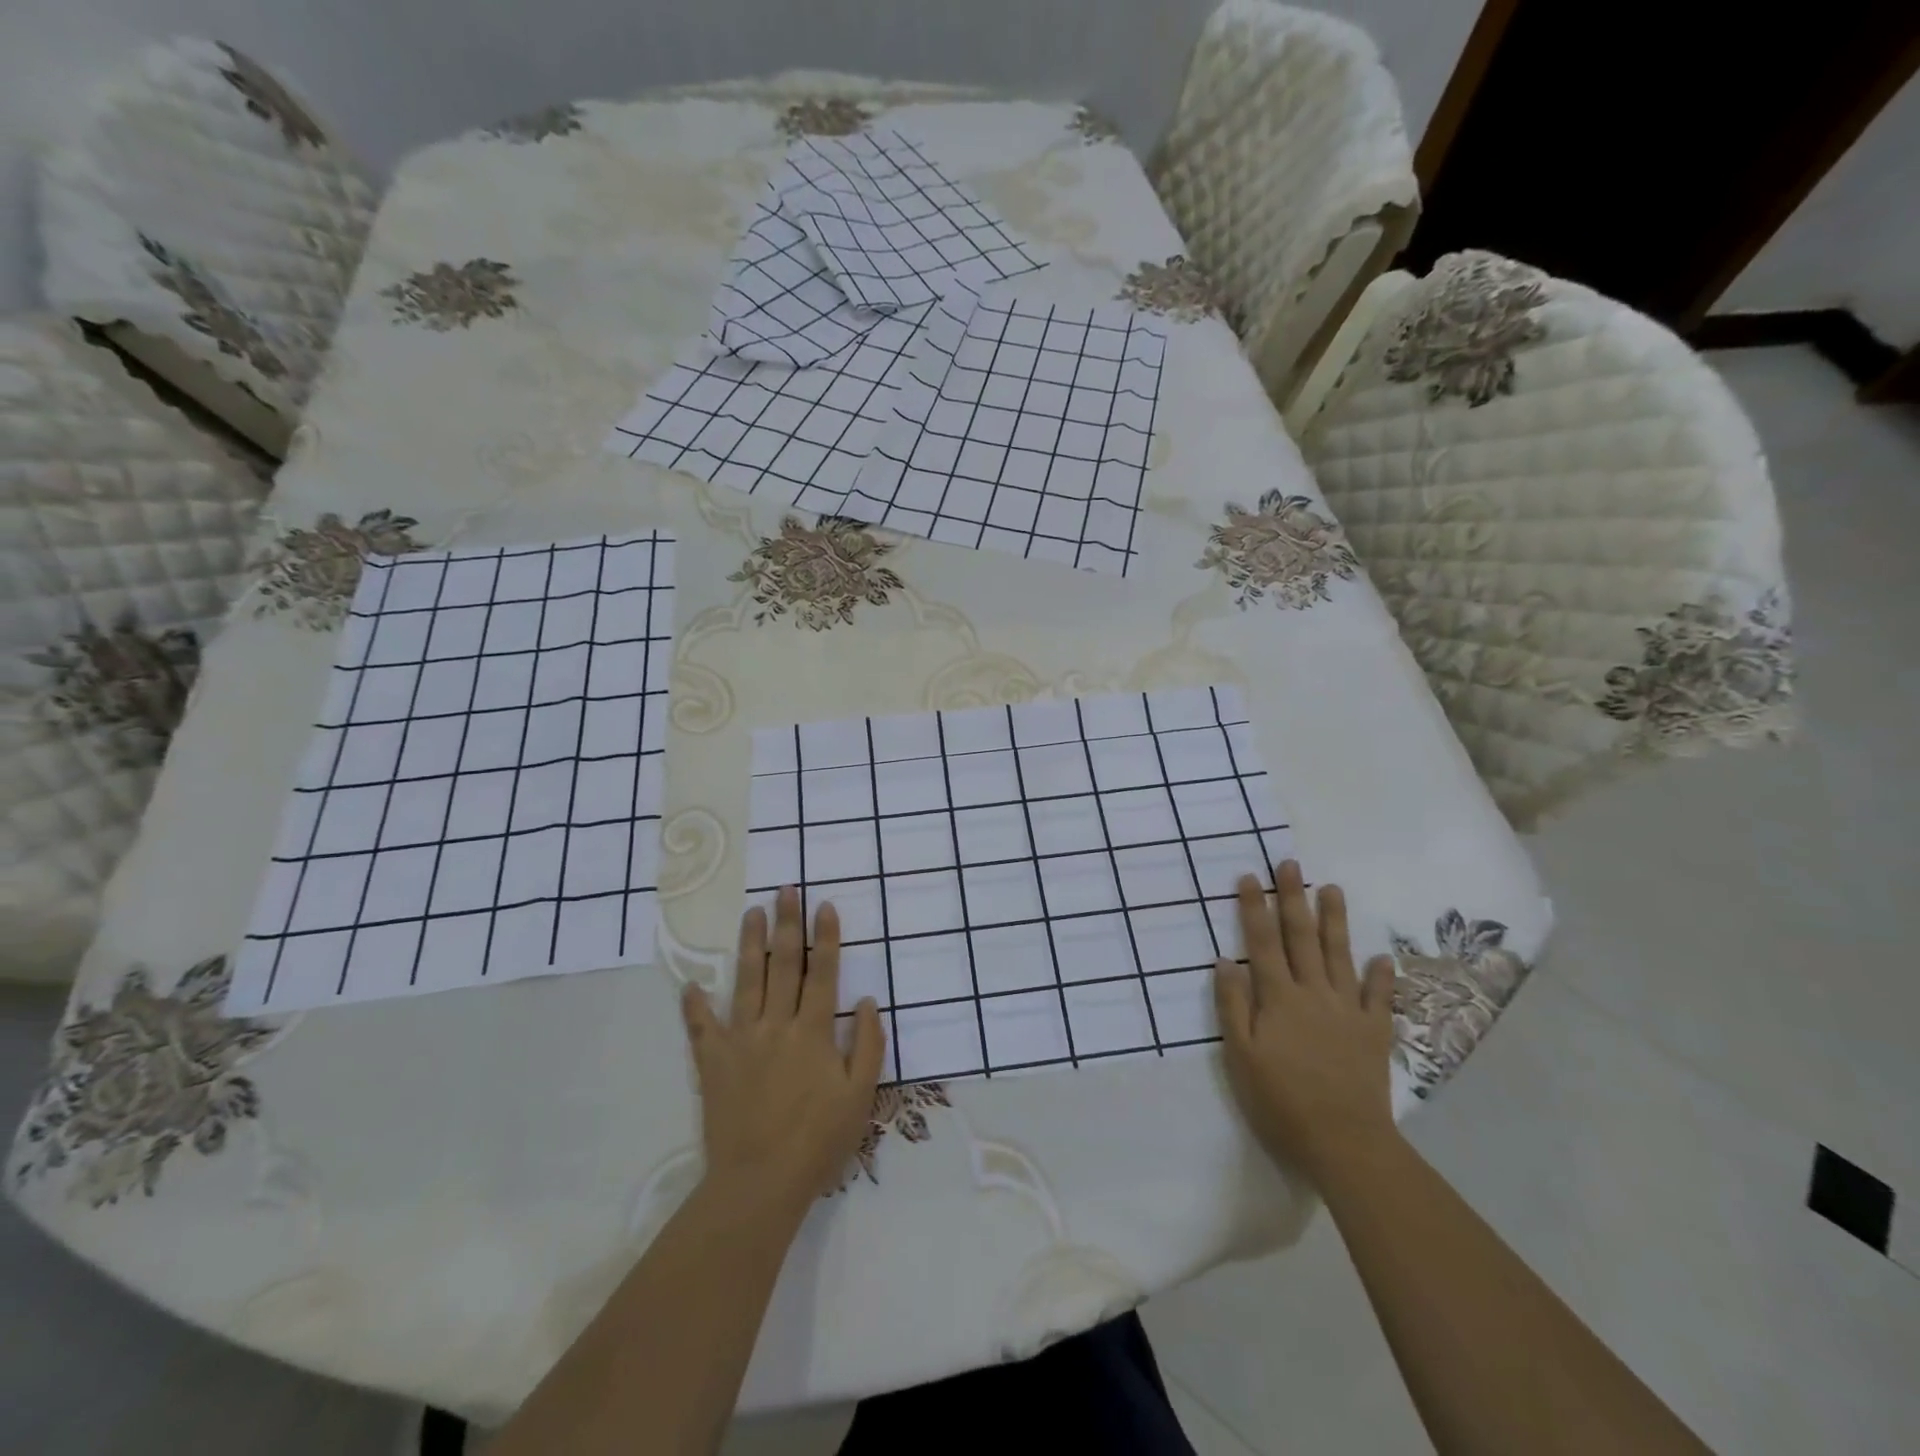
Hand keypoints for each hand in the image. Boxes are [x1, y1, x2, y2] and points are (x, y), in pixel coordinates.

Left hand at [681, 887, 885, 1210]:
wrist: (759, 1184)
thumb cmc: (818, 1142)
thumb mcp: (860, 1097)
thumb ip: (868, 1045)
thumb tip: (869, 1001)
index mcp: (813, 1032)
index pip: (822, 972)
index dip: (825, 937)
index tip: (824, 905)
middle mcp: (776, 1025)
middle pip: (783, 964)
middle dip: (786, 924)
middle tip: (786, 890)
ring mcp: (741, 1041)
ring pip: (746, 981)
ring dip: (750, 944)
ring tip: (751, 913)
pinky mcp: (713, 1063)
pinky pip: (702, 1028)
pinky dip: (695, 1006)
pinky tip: (690, 984)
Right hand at [1212, 860, 1399, 1187]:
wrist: (1344, 1142)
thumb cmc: (1281, 1100)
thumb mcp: (1241, 1056)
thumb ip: (1233, 1005)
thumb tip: (1225, 960)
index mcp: (1278, 997)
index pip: (1262, 942)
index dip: (1253, 907)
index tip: (1248, 876)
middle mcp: (1314, 993)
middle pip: (1301, 937)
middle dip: (1292, 898)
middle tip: (1290, 864)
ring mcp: (1348, 1011)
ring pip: (1339, 955)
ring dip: (1334, 921)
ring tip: (1332, 889)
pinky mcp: (1374, 1033)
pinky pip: (1378, 997)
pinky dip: (1380, 976)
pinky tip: (1381, 957)